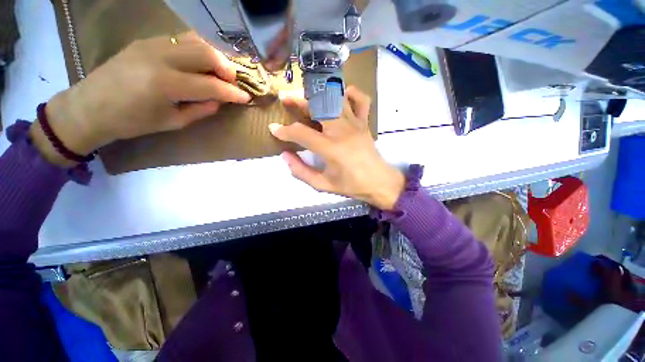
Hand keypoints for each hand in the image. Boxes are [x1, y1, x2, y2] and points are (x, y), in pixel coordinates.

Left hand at [31, 32, 249, 165]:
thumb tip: (219, 101)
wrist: (90, 106)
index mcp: (166, 84)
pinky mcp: (146, 40)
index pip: (212, 85)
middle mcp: (161, 58)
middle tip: (233, 82)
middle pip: (207, 53)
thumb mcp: (172, 122)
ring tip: (219, 71)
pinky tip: (199, 63)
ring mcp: (152, 44)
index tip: (246, 97)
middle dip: (227, 68)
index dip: (233, 92)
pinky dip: (197, 50)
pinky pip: (180, 39)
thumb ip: (200, 110)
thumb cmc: (132, 122)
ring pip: (196, 40)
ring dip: (214, 55)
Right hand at [269, 87, 404, 209]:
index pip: (301, 133)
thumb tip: (285, 155)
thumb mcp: (322, 185)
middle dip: (298, 101)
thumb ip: (301, 171)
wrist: (379, 182)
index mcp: (330, 148)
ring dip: (319, 94)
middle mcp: (342, 131)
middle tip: (285, 98)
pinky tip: (341, 96)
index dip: (285, 131)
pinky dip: (351, 93)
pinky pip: (361, 100)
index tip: (274, 129)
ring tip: (307, 95)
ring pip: (336, 99)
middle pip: (318, 107)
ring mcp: (355, 124)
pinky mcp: (364, 123)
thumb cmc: (351, 185)